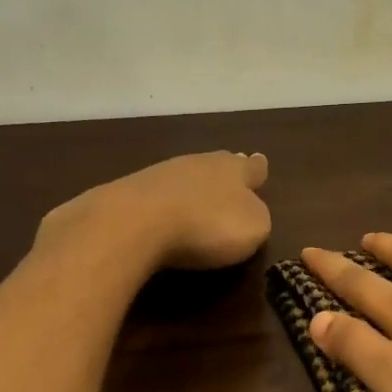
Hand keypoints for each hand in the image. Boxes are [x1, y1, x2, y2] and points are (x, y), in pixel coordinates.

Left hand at [38, 151, 271, 271]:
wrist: (135, 221)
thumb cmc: (206, 225)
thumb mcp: (252, 228)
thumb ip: (257, 217)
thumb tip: (251, 209)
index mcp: (234, 170)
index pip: (252, 166)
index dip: (257, 169)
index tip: (261, 163)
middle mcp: (199, 163)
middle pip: (217, 164)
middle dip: (225, 172)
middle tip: (231, 174)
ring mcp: (161, 173)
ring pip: (186, 175)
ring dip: (193, 185)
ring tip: (198, 194)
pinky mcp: (131, 190)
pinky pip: (158, 193)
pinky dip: (165, 201)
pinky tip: (163, 211)